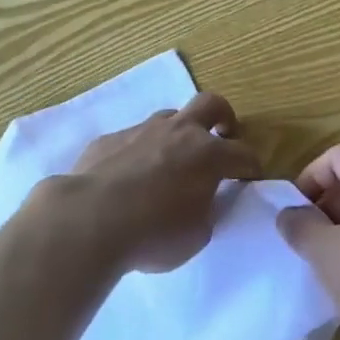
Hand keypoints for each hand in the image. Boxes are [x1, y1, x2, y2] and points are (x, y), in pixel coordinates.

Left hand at [68, 92, 261, 272]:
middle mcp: (179, 132)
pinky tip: (127, 177)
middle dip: (223, 117)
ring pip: (169, 118)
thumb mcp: (197, 235)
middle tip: (221, 135)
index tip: (250, 179)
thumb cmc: (153, 234)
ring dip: (177, 133)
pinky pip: (132, 138)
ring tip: (170, 161)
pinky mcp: (109, 139)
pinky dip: (139, 152)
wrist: (88, 221)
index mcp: (208, 155)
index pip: (243, 153)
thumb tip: (204, 201)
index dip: (251, 166)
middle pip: (211, 104)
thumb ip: (207, 211)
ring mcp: (142, 130)